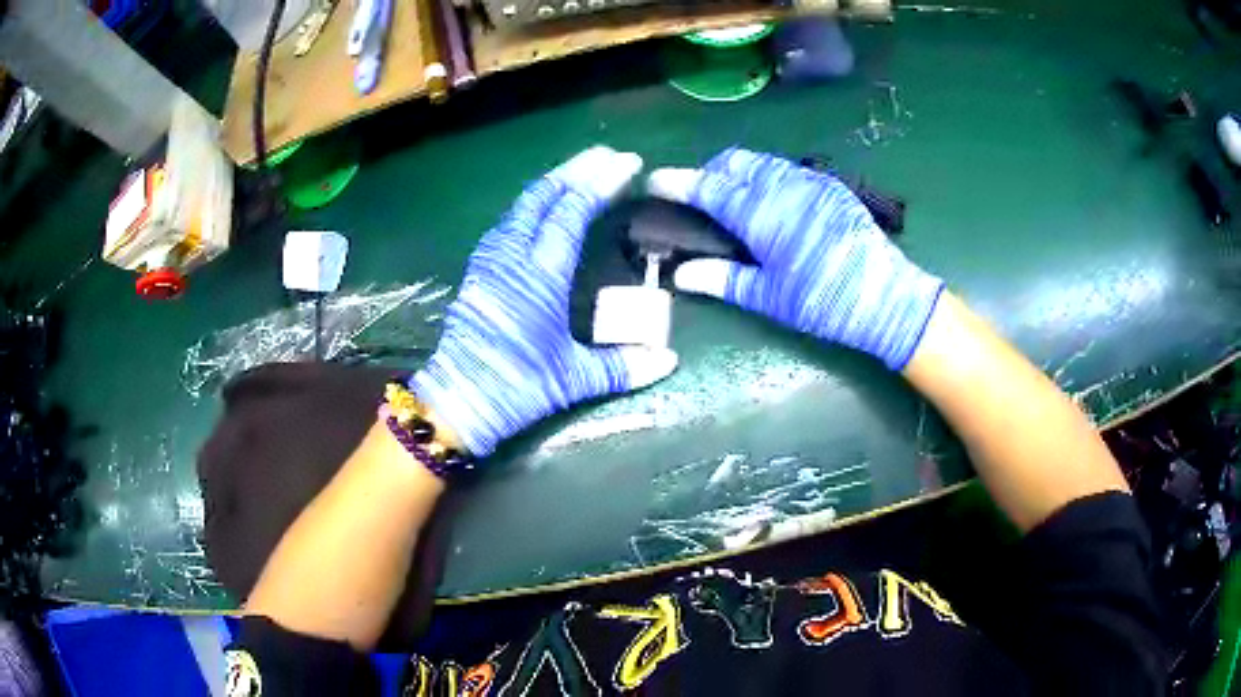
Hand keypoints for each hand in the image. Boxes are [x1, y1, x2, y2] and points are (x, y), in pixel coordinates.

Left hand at [410, 147, 678, 456]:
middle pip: (543, 196)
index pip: (572, 212)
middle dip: (576, 169)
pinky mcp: (478, 271)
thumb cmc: (516, 388)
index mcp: (540, 276)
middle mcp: (512, 257)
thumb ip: (623, 367)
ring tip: (579, 172)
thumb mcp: (573, 380)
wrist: (456, 402)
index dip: (600, 183)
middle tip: (607, 155)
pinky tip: (542, 209)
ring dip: (552, 183)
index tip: (627, 164)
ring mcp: (490, 261)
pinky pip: (507, 223)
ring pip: (521, 205)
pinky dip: (531, 205)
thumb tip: (669, 362)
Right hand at [649, 148, 942, 369]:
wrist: (886, 297)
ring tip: (732, 197)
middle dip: (710, 171)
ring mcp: (810, 182)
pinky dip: (767, 176)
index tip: (655, 181)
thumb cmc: (823, 302)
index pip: (709, 188)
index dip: (678, 182)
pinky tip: (771, 201)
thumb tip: (682, 274)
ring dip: (739, 171)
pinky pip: (787, 169)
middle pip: (734, 162)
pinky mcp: (830, 187)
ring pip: (762, 162)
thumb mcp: (770, 298)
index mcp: (762, 214)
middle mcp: (783, 187)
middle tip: (698, 195)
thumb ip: (723, 279)